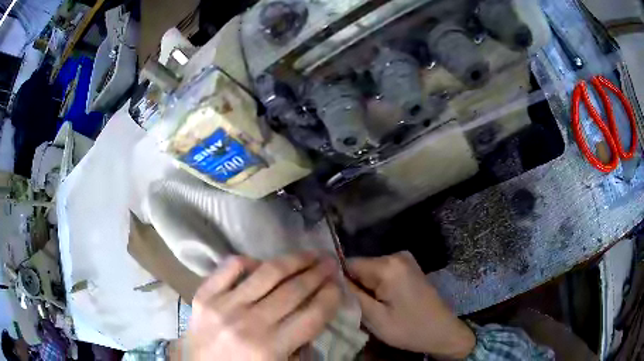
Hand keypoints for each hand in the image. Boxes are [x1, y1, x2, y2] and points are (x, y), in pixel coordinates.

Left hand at [186, 252, 341, 360]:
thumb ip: (300, 346)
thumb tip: (314, 315)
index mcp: (270, 348)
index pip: (312, 315)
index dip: (331, 296)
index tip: (339, 284)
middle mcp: (249, 323)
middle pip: (294, 290)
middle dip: (318, 273)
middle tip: (331, 261)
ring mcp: (223, 306)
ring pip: (267, 273)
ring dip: (294, 260)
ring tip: (309, 254)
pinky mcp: (203, 296)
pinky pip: (230, 267)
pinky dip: (250, 261)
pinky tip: (262, 265)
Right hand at [348, 251, 475, 359]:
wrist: (442, 331)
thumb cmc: (409, 328)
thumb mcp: (375, 318)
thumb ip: (352, 295)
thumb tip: (331, 278)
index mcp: (388, 266)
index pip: (347, 264)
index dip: (340, 282)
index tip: (340, 301)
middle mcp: (396, 255)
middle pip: (360, 267)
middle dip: (355, 286)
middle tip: (359, 309)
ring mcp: (404, 259)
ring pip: (369, 271)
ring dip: (366, 288)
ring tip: (372, 308)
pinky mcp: (408, 267)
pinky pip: (382, 273)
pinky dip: (377, 286)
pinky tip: (384, 303)